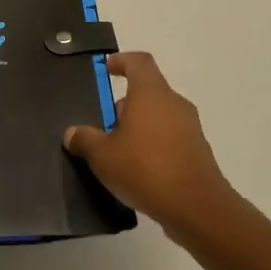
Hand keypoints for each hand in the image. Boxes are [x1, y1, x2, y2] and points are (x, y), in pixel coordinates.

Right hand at [64, 52, 235, 234]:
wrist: (197, 208)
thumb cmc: (145, 169)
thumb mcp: (102, 156)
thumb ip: (85, 140)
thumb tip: (73, 133)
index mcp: (151, 93)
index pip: (138, 62)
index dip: (121, 61)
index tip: (106, 69)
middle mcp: (173, 103)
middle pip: (146, 92)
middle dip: (123, 106)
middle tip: (102, 127)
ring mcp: (190, 127)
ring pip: (158, 116)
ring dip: (138, 128)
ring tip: (117, 153)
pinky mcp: (197, 151)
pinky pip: (169, 138)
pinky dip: (153, 146)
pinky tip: (138, 172)